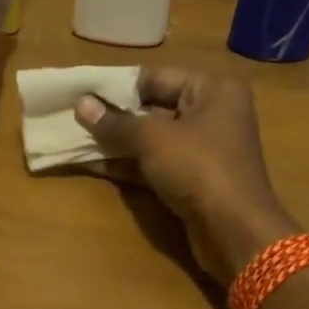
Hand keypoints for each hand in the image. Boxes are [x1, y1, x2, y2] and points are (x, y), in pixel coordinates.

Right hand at [75, 68, 299, 283]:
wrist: (234, 231)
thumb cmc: (198, 168)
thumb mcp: (152, 139)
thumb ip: (115, 122)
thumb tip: (80, 104)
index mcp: (213, 90)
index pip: (156, 77)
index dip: (118, 86)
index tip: (82, 93)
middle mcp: (211, 113)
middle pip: (153, 107)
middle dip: (113, 115)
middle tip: (73, 116)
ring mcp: (202, 149)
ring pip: (151, 138)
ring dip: (116, 141)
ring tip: (74, 139)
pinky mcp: (192, 178)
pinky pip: (154, 163)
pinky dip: (127, 163)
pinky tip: (90, 163)